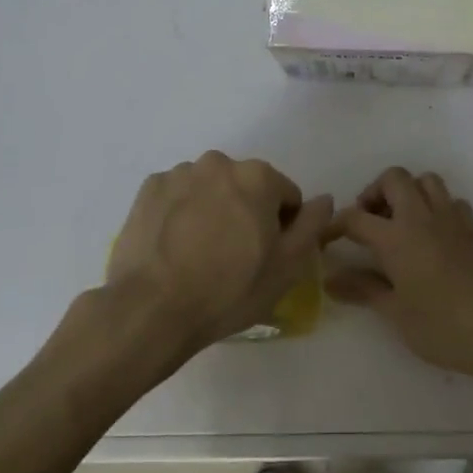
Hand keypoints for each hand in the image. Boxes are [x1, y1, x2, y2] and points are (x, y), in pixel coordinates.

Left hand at [105, 152, 333, 357]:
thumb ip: (312, 225)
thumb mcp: (286, 266)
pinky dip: (180, 213)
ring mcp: (179, 173)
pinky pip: (176, 196)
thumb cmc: (229, 289)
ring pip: (209, 189)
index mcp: (257, 176)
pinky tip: (174, 246)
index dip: (282, 226)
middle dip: (245, 212)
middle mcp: (219, 163)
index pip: (285, 195)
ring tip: (199, 253)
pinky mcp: (148, 189)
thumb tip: (325, 199)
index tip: (266, 255)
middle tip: (234, 256)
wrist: (151, 309)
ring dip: (212, 209)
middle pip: (245, 187)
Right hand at [326, 167, 472, 375]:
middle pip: (394, 178)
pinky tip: (432, 231)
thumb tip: (330, 279)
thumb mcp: (392, 310)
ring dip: (409, 192)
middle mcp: (420, 217)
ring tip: (399, 221)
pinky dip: (439, 207)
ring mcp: (448, 219)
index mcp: (396, 236)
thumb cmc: (436, 324)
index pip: (356, 217)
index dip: (335, 225)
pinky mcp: (469, 229)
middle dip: (375, 192)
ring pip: (426, 180)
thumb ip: (361, 288)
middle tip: (368, 222)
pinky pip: (452, 201)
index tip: (326, 240)